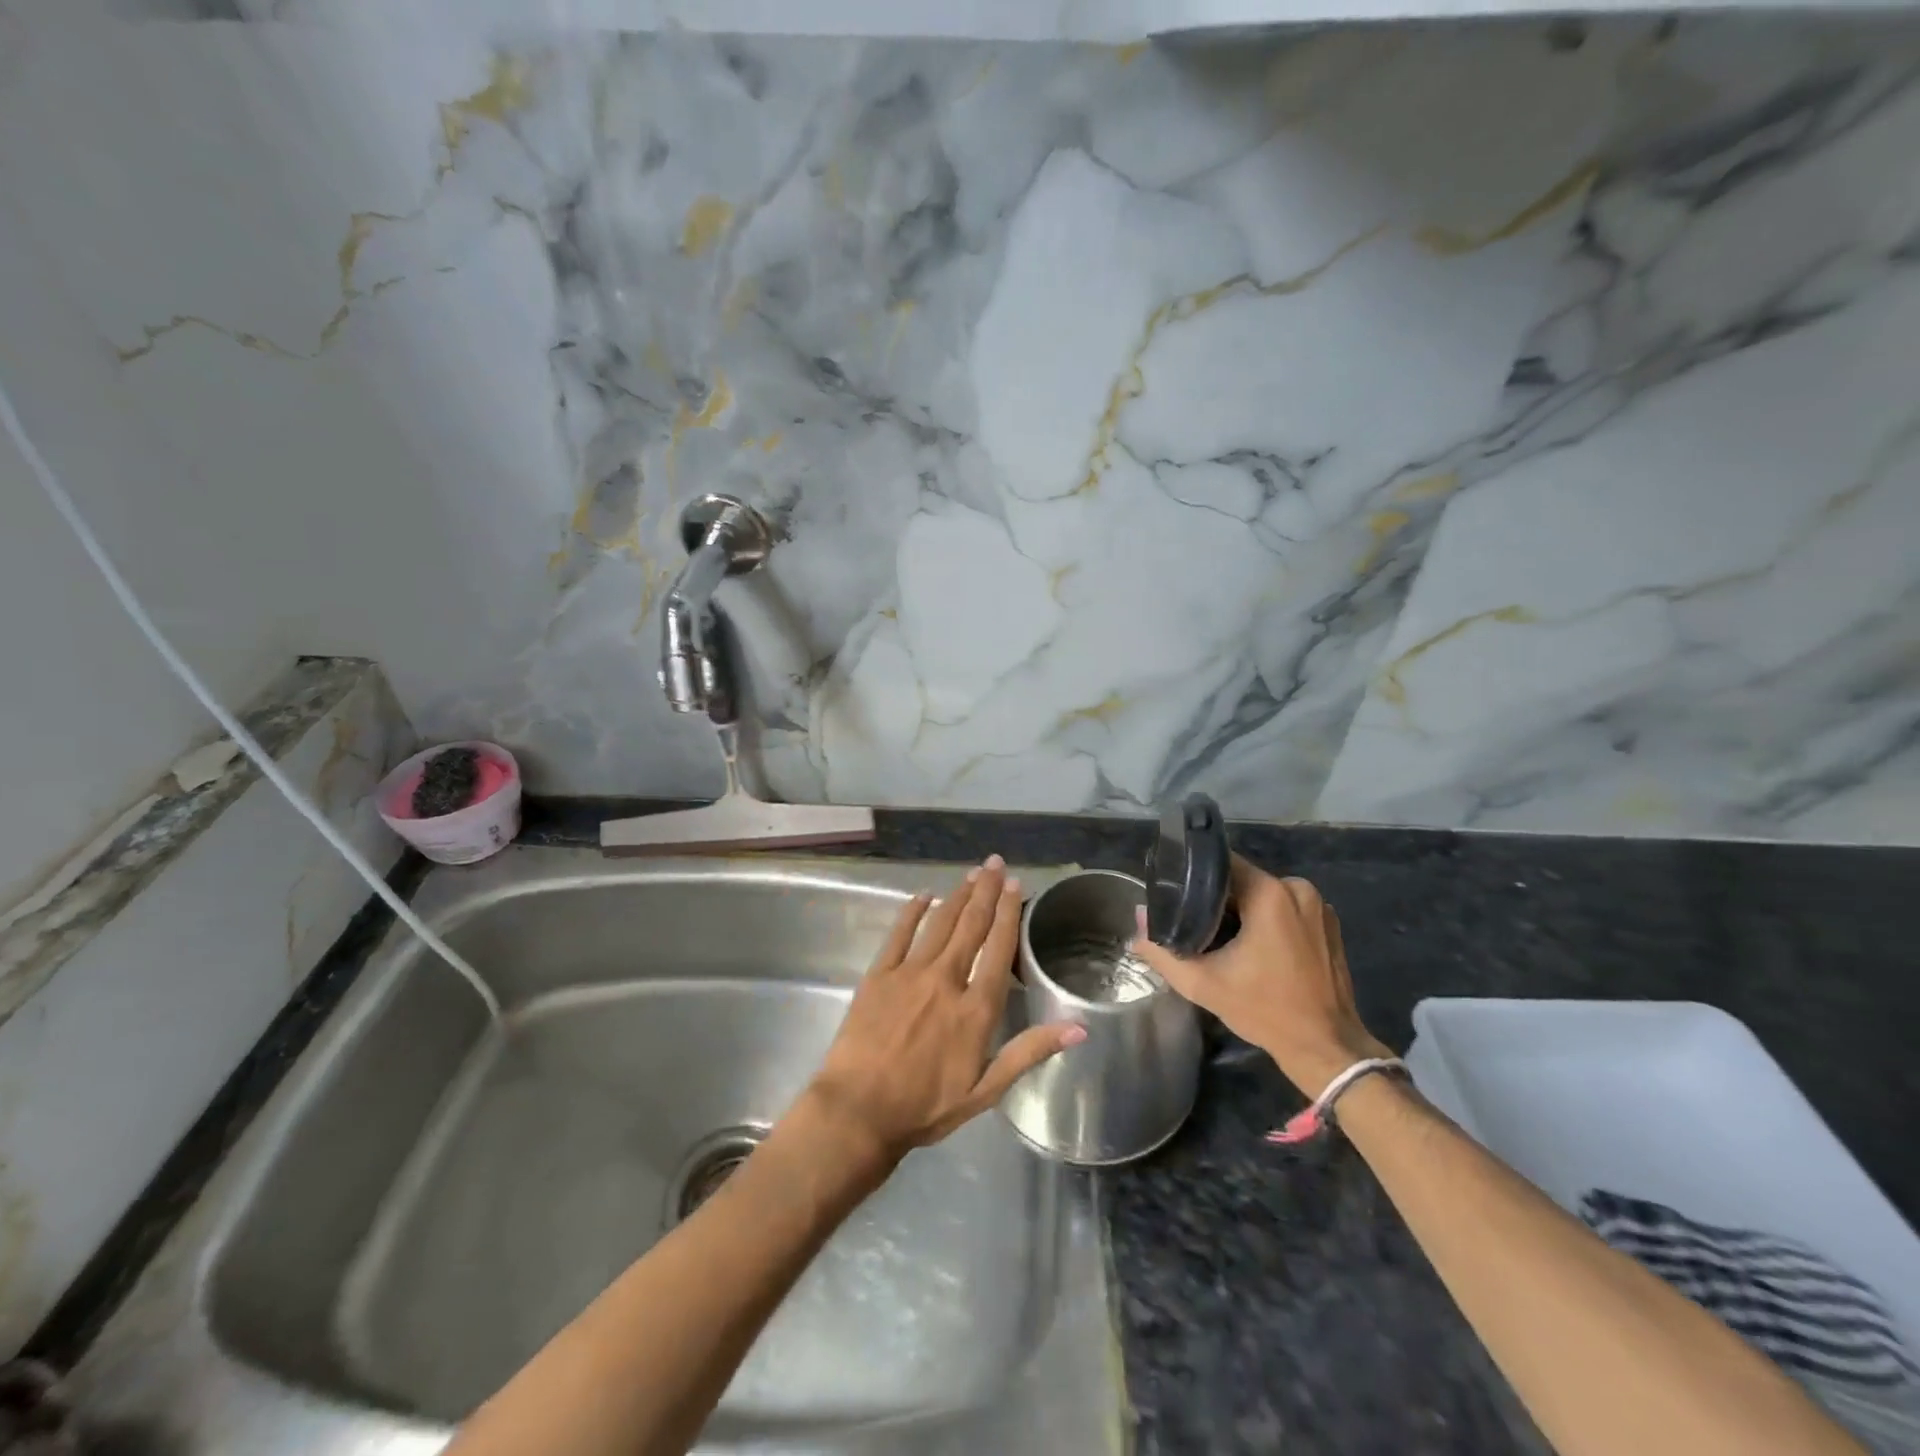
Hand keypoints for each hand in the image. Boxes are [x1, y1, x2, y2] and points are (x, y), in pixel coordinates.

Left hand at [802, 856, 1084, 1168]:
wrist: (859, 1111)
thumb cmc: (926, 1107)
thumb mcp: (986, 1090)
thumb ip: (1029, 1052)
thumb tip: (1079, 1028)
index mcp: (975, 1008)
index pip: (998, 949)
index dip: (1008, 914)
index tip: (1015, 885)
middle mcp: (946, 980)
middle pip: (970, 926)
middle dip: (985, 891)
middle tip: (995, 863)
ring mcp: (909, 973)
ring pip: (939, 923)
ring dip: (956, 896)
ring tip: (970, 873)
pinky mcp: (878, 975)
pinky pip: (898, 934)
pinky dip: (911, 911)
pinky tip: (922, 895)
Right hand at [1130, 855, 1390, 1098]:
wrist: (1326, 1048)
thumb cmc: (1265, 1010)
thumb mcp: (1203, 983)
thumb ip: (1163, 950)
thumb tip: (1137, 919)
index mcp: (1270, 893)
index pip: (1221, 864)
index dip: (1194, 878)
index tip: (1175, 896)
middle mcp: (1297, 888)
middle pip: (1243, 880)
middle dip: (1217, 899)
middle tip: (1193, 924)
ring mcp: (1319, 906)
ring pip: (1264, 895)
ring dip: (1243, 911)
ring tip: (1221, 937)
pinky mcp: (1329, 924)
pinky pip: (1286, 908)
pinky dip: (1268, 921)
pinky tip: (1255, 948)